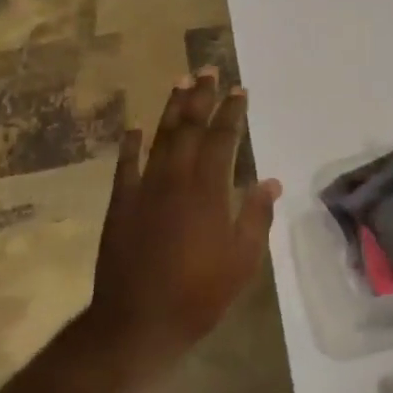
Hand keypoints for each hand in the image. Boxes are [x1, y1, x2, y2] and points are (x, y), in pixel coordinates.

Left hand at [86, 68, 282, 373]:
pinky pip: (126, 166)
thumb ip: (256, 217)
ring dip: (171, 109)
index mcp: (208, 191)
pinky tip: (134, 127)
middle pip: (189, 128)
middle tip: (207, 70)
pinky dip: (130, 144)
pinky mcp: (121, 204)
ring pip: (159, 138)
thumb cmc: (198, 294)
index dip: (231, 112)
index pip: (222, 139)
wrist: (137, 322)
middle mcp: (176, 179)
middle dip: (200, 97)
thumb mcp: (242, 261)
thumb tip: (271, 181)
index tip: (239, 90)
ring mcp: (144, 190)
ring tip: (180, 82)